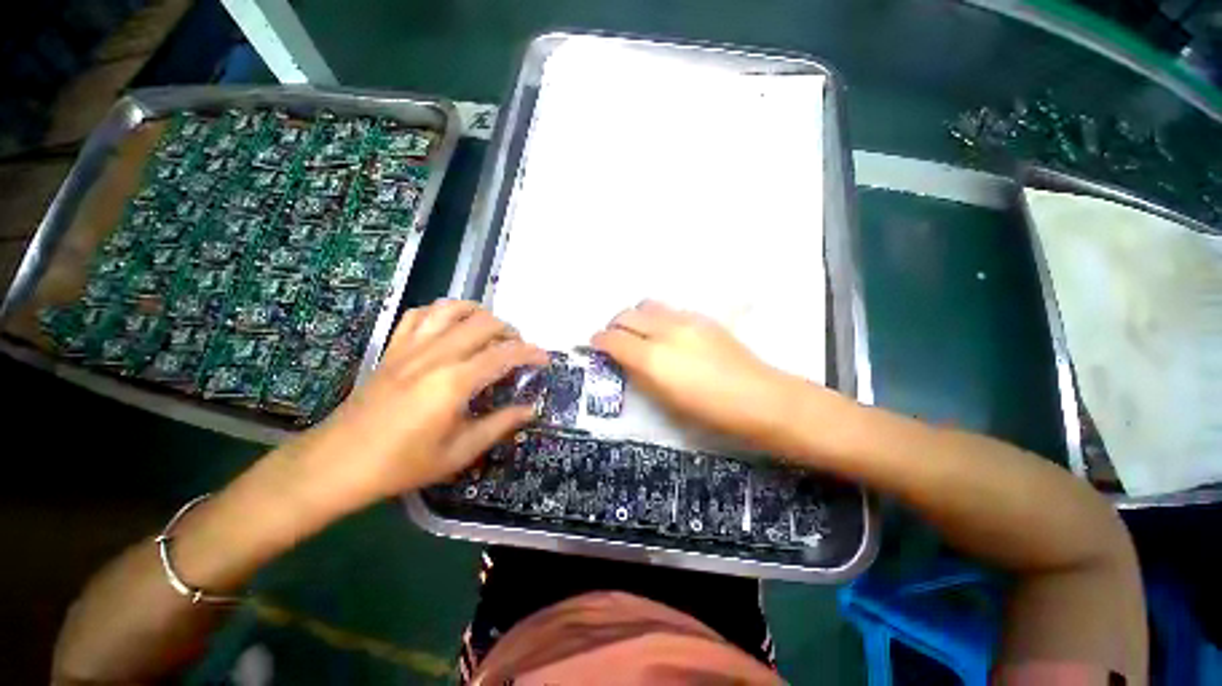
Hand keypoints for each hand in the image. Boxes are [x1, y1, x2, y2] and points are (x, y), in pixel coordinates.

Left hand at [284, 300, 547, 516]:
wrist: (337, 463)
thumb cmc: (402, 464)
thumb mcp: (459, 452)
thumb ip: (500, 424)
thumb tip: (531, 409)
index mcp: (454, 382)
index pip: (505, 354)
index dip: (531, 353)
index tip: (545, 359)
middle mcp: (435, 355)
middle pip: (484, 323)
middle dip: (510, 332)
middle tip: (519, 351)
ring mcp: (411, 347)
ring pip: (453, 310)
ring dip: (480, 315)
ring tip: (491, 332)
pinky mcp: (393, 348)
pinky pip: (421, 314)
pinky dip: (443, 312)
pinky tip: (452, 327)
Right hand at [591, 300, 805, 447]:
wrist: (759, 398)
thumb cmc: (709, 411)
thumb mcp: (665, 401)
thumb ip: (640, 375)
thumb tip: (624, 359)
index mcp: (652, 358)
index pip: (612, 338)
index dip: (599, 341)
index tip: (596, 346)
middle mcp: (665, 331)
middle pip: (626, 314)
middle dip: (614, 326)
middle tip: (616, 340)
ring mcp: (685, 319)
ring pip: (647, 305)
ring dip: (636, 317)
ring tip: (640, 333)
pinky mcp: (702, 317)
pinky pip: (669, 309)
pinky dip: (658, 317)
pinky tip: (667, 333)